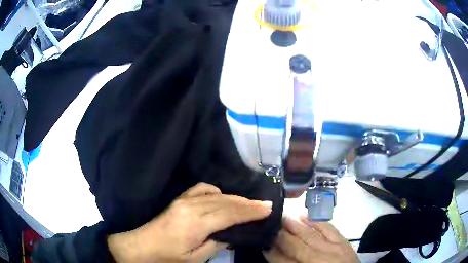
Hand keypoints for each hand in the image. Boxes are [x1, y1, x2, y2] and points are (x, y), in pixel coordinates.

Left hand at [108, 183, 271, 262]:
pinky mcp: (178, 200)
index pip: (230, 213)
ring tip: (250, 203)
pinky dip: (216, 191)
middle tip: (265, 204)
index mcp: (196, 224)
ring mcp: (183, 201)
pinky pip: (200, 189)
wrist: (140, 246)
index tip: (267, 209)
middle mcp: (192, 207)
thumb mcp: (195, 258)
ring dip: (235, 198)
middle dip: (248, 203)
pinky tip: (222, 196)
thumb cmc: (167, 257)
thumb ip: (214, 244)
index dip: (250, 211)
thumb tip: (228, 234)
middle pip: (226, 202)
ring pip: (216, 195)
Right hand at [263, 216, 358, 262]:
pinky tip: (305, 215)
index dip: (272, 253)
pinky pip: (328, 228)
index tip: (264, 245)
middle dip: (281, 236)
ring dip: (296, 226)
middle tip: (271, 225)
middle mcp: (318, 259)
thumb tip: (273, 252)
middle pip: (296, 246)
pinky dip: (315, 221)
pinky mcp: (342, 241)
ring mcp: (332, 248)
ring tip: (284, 217)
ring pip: (310, 235)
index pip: (284, 261)